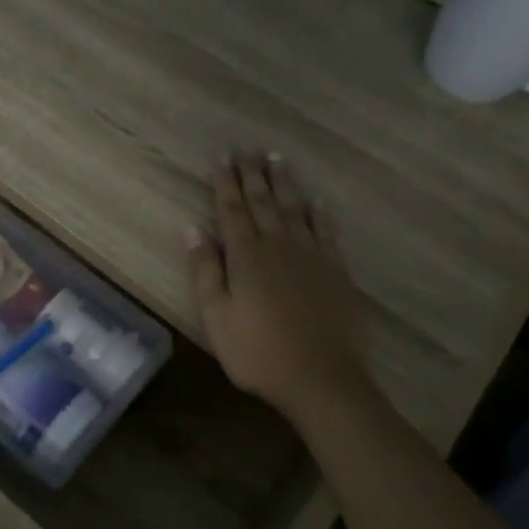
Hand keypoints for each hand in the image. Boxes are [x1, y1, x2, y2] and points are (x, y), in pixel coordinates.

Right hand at [186, 154, 366, 417]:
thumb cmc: (257, 352)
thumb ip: (205, 270)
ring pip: (295, 210)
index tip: (221, 158)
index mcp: (245, 256)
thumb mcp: (216, 316)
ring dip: (284, 184)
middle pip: (263, 203)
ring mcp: (311, 257)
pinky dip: (320, 215)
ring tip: (277, 160)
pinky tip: (317, 203)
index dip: (224, 183)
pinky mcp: (336, 272)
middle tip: (248, 149)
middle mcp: (278, 246)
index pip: (231, 210)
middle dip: (253, 175)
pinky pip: (327, 233)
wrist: (321, 378)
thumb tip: (193, 229)